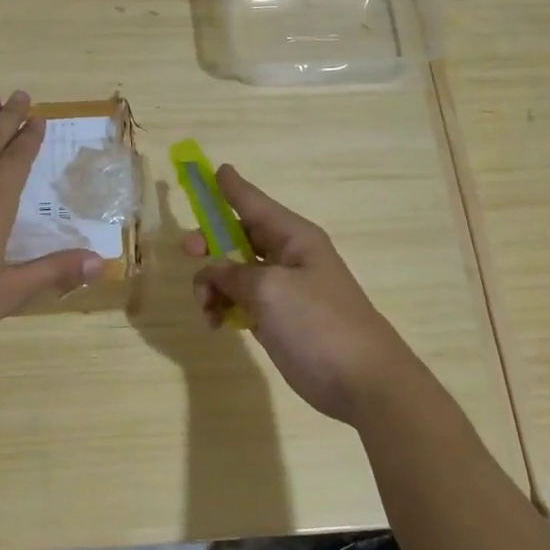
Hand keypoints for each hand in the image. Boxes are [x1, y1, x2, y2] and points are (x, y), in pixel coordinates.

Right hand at [184, 166, 420, 424]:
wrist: (361, 381)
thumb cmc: (318, 324)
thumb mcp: (269, 290)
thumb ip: (232, 274)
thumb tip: (213, 271)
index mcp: (294, 237)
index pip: (254, 203)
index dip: (231, 187)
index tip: (213, 168)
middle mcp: (288, 257)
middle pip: (239, 236)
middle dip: (211, 241)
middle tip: (188, 249)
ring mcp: (283, 290)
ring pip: (234, 272)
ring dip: (213, 284)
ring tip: (206, 308)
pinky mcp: (277, 319)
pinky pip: (241, 301)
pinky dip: (224, 307)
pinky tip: (217, 324)